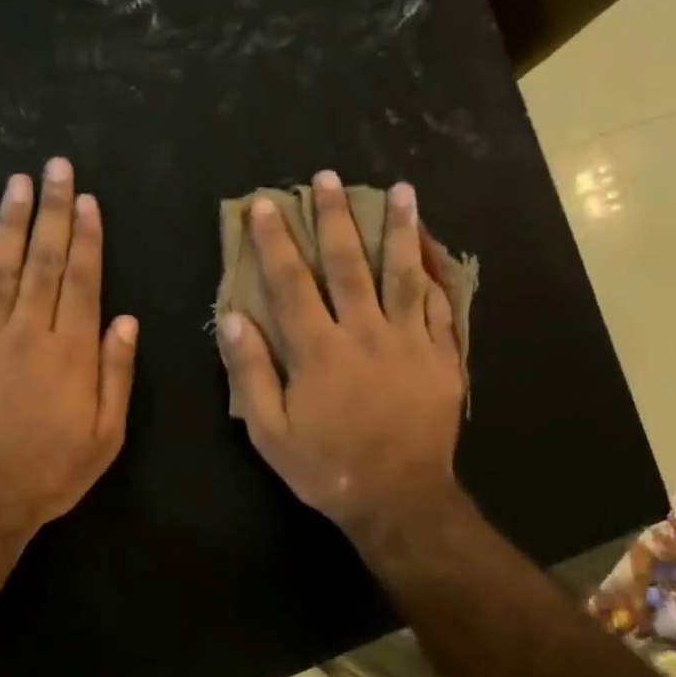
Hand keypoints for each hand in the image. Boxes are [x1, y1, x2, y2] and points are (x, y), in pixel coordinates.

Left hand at [0, 157, 137, 539]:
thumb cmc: (51, 471)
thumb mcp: (105, 435)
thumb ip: (116, 374)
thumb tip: (125, 319)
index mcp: (71, 352)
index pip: (82, 281)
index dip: (86, 237)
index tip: (87, 200)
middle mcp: (28, 333)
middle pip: (44, 262)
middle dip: (52, 211)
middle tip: (55, 168)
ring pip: (0, 269)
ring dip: (10, 224)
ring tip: (17, 183)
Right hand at [217, 171, 464, 540]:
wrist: (398, 498)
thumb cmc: (326, 466)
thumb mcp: (269, 431)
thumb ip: (251, 371)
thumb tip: (233, 317)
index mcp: (318, 350)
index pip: (292, 282)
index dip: (275, 241)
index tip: (266, 205)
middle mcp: (365, 333)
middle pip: (349, 264)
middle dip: (336, 218)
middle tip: (329, 178)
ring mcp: (409, 342)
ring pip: (403, 274)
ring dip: (399, 229)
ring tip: (401, 190)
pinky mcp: (441, 357)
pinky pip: (441, 308)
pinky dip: (436, 276)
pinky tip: (433, 251)